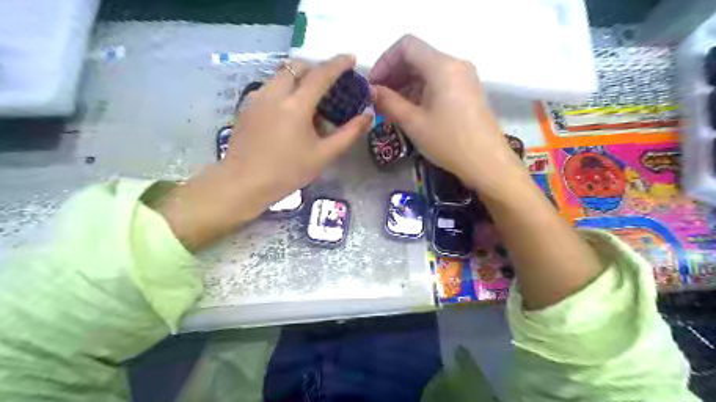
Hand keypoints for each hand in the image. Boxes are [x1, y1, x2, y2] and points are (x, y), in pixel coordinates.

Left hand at [153, 56, 371, 249]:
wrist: (243, 183)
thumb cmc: (287, 172)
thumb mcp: (323, 155)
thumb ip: (349, 134)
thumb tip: (367, 115)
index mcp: (295, 105)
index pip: (321, 74)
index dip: (338, 64)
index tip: (351, 59)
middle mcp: (274, 93)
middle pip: (298, 66)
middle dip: (316, 68)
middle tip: (329, 83)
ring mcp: (256, 97)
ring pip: (281, 75)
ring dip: (299, 78)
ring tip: (309, 99)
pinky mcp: (246, 106)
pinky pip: (270, 87)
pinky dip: (285, 89)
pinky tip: (288, 111)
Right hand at [368, 35, 523, 198]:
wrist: (487, 163)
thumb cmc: (449, 142)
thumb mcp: (414, 123)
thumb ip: (389, 102)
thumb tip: (372, 91)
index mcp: (442, 66)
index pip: (406, 46)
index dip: (385, 61)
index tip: (373, 84)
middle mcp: (455, 64)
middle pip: (417, 57)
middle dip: (393, 75)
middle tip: (378, 98)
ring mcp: (463, 77)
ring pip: (427, 71)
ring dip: (405, 85)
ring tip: (390, 108)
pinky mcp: (466, 91)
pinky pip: (437, 83)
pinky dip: (419, 92)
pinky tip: (408, 110)